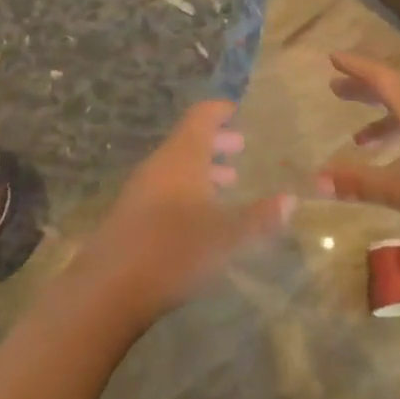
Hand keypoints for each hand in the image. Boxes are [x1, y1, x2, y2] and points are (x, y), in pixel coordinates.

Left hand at [72, 101, 293, 323]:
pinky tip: (200, 217)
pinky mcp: (131, 215)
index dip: (220, 110)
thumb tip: (291, 199)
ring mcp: (141, 189)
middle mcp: (160, 164)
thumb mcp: (227, 237)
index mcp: (183, 156)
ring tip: (228, 183)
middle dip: (216, 141)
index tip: (238, 110)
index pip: (201, 116)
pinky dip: (187, 189)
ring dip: (202, 169)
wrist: (108, 288)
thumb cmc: (174, 250)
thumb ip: (260, 218)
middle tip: (241, 147)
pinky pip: (165, 187)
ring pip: (177, 166)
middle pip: (189, 140)